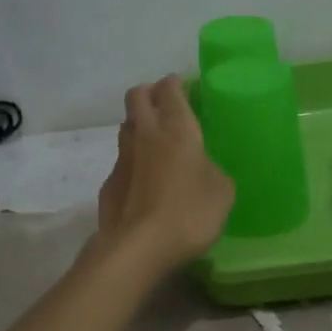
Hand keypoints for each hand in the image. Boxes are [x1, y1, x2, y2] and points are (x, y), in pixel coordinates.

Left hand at [95, 75, 234, 273]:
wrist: (139, 247)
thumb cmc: (189, 212)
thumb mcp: (222, 191)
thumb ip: (213, 170)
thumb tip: (203, 169)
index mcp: (176, 128)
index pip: (169, 89)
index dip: (175, 84)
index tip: (183, 87)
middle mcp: (145, 134)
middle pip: (137, 96)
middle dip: (149, 93)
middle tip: (165, 104)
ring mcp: (122, 158)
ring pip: (126, 127)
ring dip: (139, 127)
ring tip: (156, 144)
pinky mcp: (109, 184)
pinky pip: (122, 163)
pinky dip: (133, 164)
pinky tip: (145, 184)